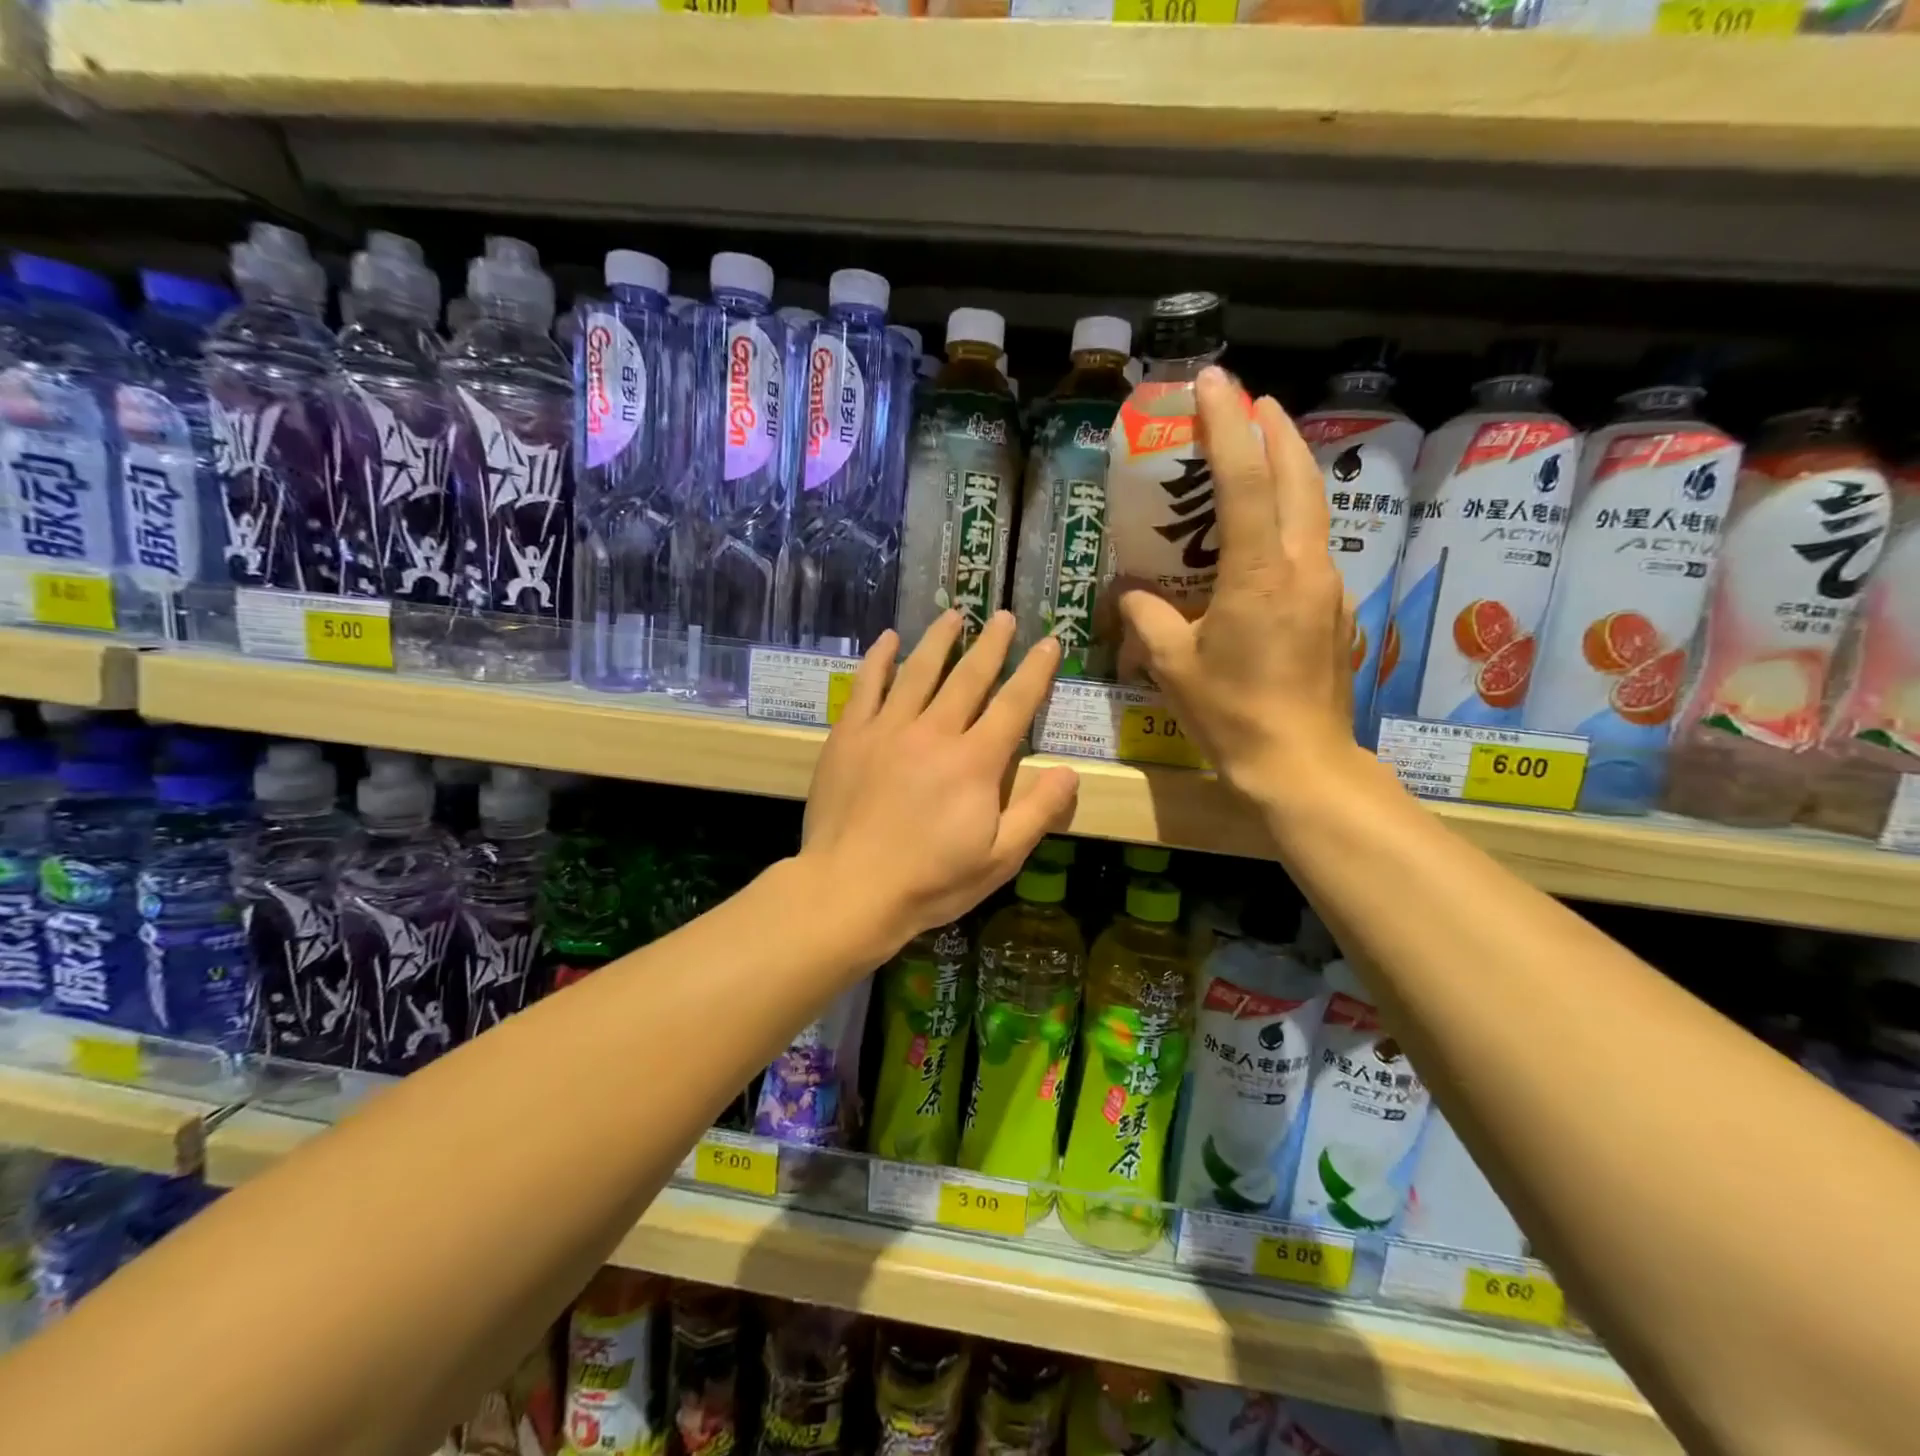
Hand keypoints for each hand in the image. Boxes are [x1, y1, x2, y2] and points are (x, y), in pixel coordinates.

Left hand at [802, 610, 1080, 946]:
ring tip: (955, 614)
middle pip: (968, 677)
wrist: (850, 890)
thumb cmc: (930, 881)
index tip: (1049, 642)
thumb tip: (1071, 772)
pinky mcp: (850, 736)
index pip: (1014, 705)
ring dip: (939, 640)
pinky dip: (879, 659)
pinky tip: (888, 639)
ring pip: (919, 671)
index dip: (1035, 672)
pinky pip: (867, 686)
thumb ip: (1038, 812)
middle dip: (992, 645)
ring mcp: (888, 729)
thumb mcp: (1000, 859)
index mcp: (975, 761)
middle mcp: (935, 732)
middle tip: (1004, 617)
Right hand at [1117, 366, 1359, 797]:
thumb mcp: (1171, 664)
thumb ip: (1147, 615)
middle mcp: (1303, 567)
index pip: (1244, 479)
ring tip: (1262, 453)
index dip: (1227, 424)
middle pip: (1298, 478)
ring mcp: (1328, 589)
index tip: (1215, 380)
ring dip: (1289, 472)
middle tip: (1250, 401)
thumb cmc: (1230, 714)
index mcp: (1259, 574)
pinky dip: (1290, 524)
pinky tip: (1267, 541)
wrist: (1301, 765)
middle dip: (1275, 430)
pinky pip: (1311, 550)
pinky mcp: (1337, 613)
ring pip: (1313, 511)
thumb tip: (1131, 592)